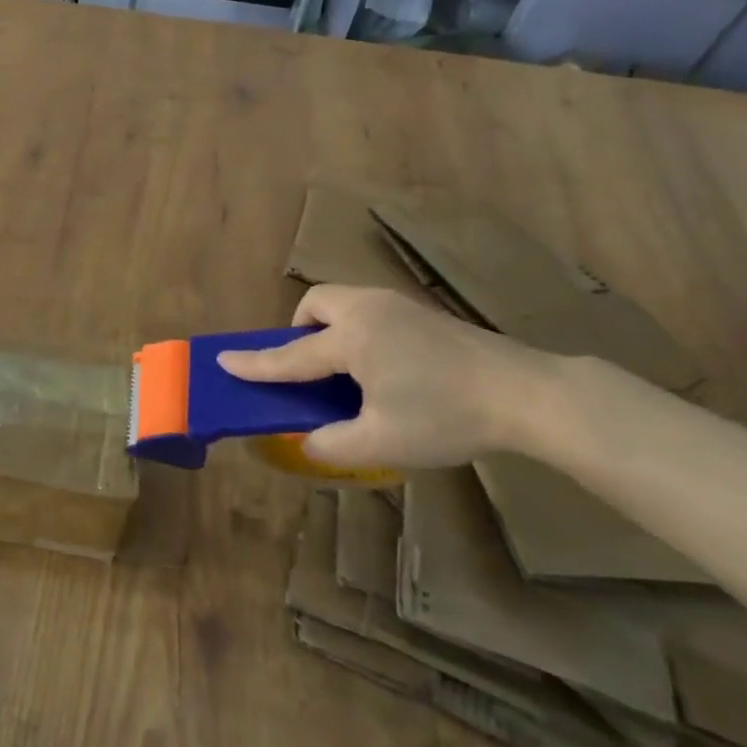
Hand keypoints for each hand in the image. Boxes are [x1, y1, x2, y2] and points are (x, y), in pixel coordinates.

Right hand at [216, 285, 560, 471]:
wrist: (523, 393)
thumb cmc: (445, 415)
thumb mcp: (382, 442)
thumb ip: (332, 444)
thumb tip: (308, 442)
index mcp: (351, 338)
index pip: (291, 355)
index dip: (255, 363)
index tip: (222, 360)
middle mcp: (368, 309)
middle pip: (317, 304)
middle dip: (301, 330)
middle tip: (311, 369)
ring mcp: (398, 305)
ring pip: (345, 302)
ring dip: (330, 329)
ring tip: (347, 371)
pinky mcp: (423, 311)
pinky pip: (371, 310)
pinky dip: (358, 330)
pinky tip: (385, 367)